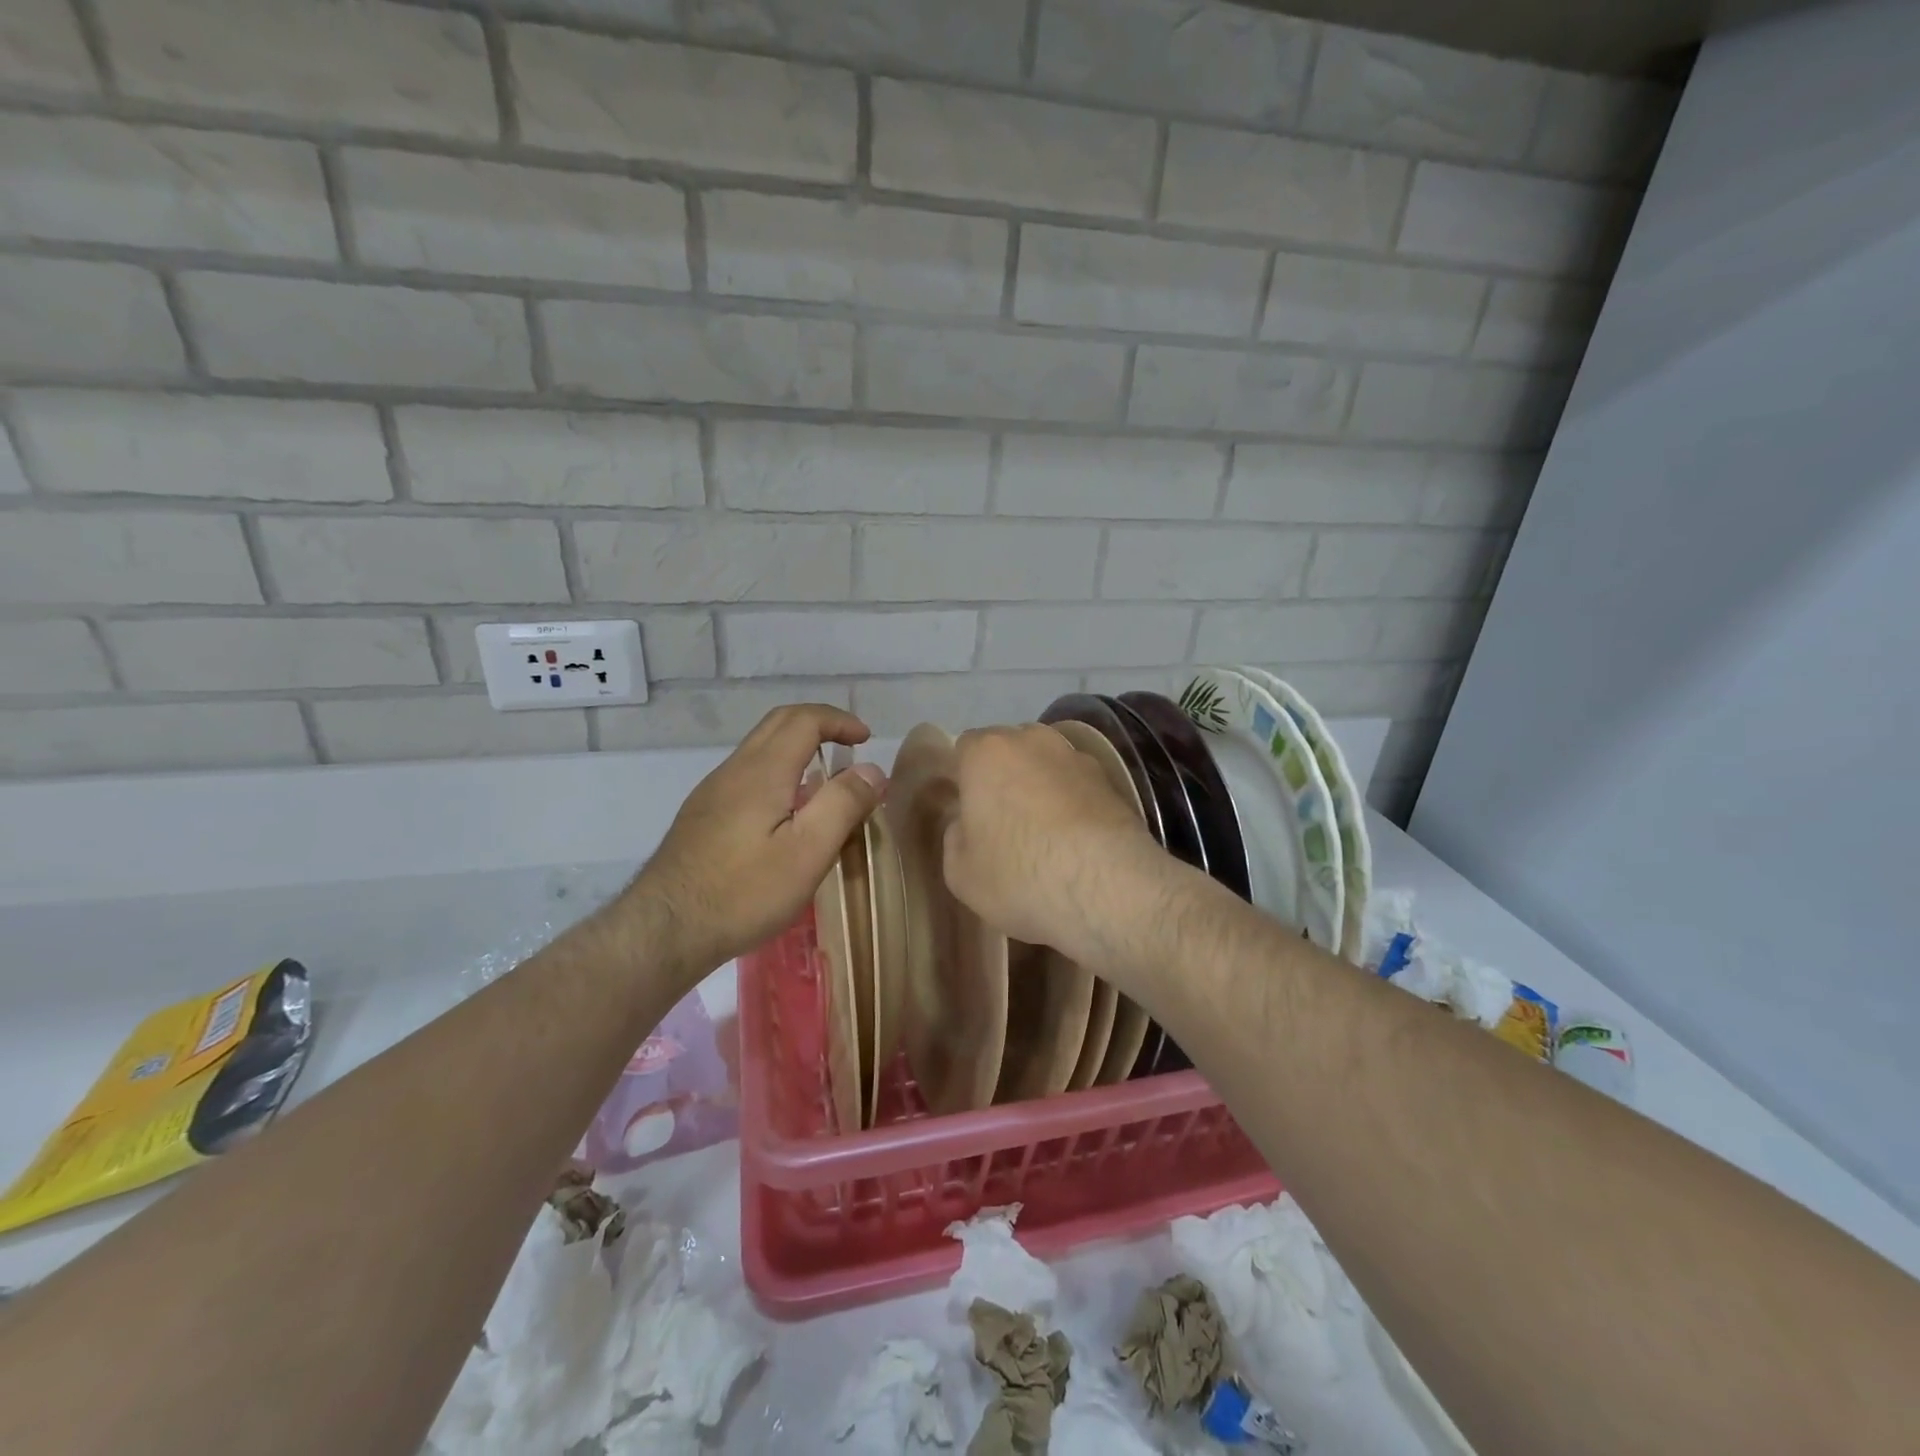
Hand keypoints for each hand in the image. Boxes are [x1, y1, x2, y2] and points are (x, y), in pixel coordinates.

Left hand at [629, 704, 885, 974]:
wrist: (664, 930)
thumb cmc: (744, 892)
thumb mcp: (808, 852)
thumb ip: (843, 804)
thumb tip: (872, 769)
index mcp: (763, 771)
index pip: (804, 720)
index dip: (839, 721)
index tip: (866, 740)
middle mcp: (734, 770)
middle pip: (778, 724)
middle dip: (819, 724)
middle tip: (849, 746)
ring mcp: (712, 792)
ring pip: (760, 749)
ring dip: (797, 748)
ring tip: (825, 782)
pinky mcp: (702, 816)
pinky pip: (747, 775)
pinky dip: (779, 772)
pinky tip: (787, 814)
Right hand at [941, 724, 1160, 965]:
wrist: (1107, 888)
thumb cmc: (1020, 875)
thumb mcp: (960, 872)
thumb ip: (956, 837)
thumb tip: (967, 824)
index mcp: (987, 753)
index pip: (965, 748)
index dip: (964, 778)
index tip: (967, 809)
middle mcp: (1032, 740)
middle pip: (1009, 750)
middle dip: (1004, 776)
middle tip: (1003, 820)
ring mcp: (1077, 757)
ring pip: (1047, 765)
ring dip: (1042, 787)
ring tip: (1044, 832)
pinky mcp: (1113, 780)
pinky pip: (1078, 786)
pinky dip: (1073, 803)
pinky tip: (1075, 840)